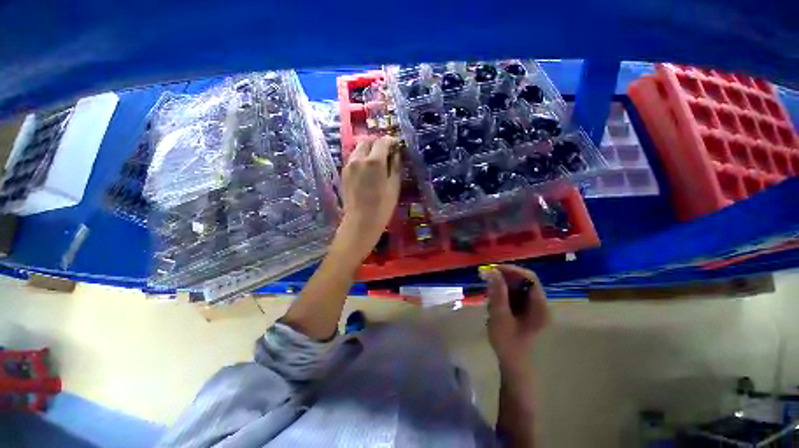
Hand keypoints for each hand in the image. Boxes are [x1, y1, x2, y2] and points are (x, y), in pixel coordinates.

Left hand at [335, 136, 401, 258]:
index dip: (391, 141)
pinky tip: (367, 170)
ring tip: (377, 161)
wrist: (361, 221)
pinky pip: (353, 158)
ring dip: (368, 149)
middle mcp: (358, 158)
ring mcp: (348, 165)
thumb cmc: (382, 206)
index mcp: (374, 161)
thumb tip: (396, 153)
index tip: (397, 146)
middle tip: (387, 153)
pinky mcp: (344, 172)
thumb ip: (395, 165)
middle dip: (378, 143)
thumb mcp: (394, 185)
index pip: (382, 141)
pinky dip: (361, 158)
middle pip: (367, 141)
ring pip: (358, 148)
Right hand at [481, 264, 549, 367]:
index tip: (493, 269)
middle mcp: (539, 303)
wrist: (512, 362)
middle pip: (523, 280)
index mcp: (539, 306)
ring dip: (501, 285)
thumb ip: (497, 292)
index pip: (529, 278)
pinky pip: (513, 293)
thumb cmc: (507, 342)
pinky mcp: (524, 309)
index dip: (512, 270)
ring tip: (488, 294)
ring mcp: (532, 306)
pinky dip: (502, 292)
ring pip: (517, 286)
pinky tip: (493, 301)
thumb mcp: (500, 316)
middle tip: (485, 277)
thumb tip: (492, 271)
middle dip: (504, 277)